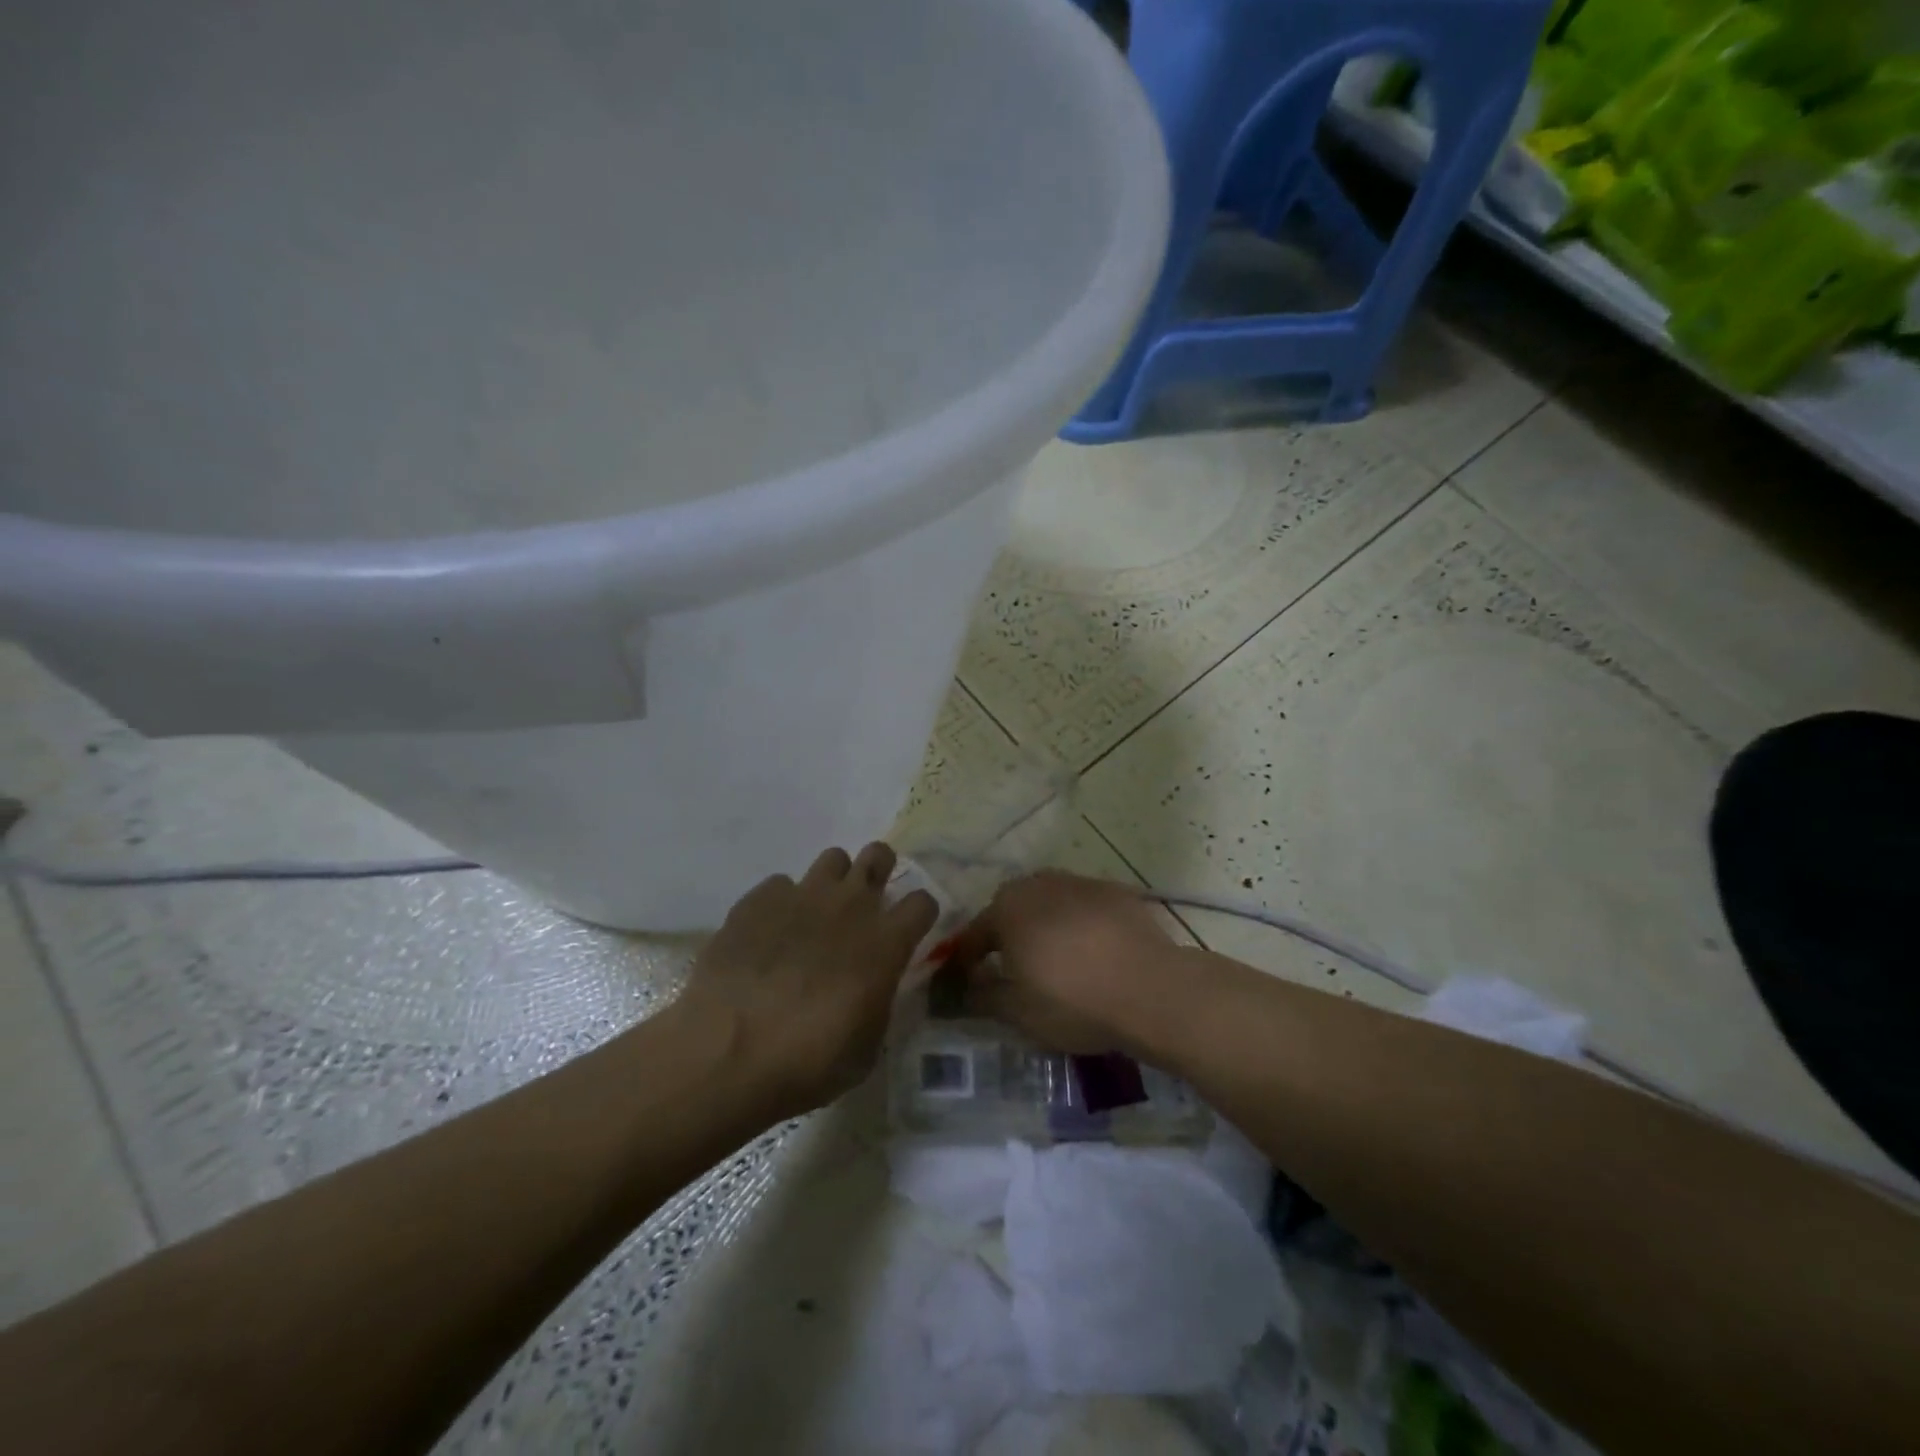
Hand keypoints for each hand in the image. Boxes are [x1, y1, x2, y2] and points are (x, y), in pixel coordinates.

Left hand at [679, 842, 938, 1117]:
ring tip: (817, 914)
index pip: (922, 901)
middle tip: (866, 902)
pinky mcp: (758, 899)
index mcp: (885, 941)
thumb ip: (878, 1001)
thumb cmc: (808, 1061)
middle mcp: (850, 905)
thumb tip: (873, 987)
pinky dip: (781, 904)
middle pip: (879, 855)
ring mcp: (803, 895)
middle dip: (879, 870)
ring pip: (832, 859)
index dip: (919, 913)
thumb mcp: (865, 1047)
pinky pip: (780, 885)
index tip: (909, 930)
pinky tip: (768, 934)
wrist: (727, 1052)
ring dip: (833, 882)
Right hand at [943, 871, 1175, 1053]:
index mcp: (1007, 908)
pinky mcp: (1116, 892)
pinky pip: (1084, 906)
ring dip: (1044, 925)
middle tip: (1013, 970)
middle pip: (1012, 909)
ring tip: (1056, 960)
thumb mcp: (1017, 1012)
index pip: (974, 934)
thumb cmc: (1073, 1001)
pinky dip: (1080, 924)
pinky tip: (1093, 951)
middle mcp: (1039, 884)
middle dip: (1007, 936)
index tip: (967, 983)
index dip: (967, 960)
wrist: (1151, 990)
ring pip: (1049, 903)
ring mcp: (1080, 882)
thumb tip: (965, 988)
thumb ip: (982, 996)